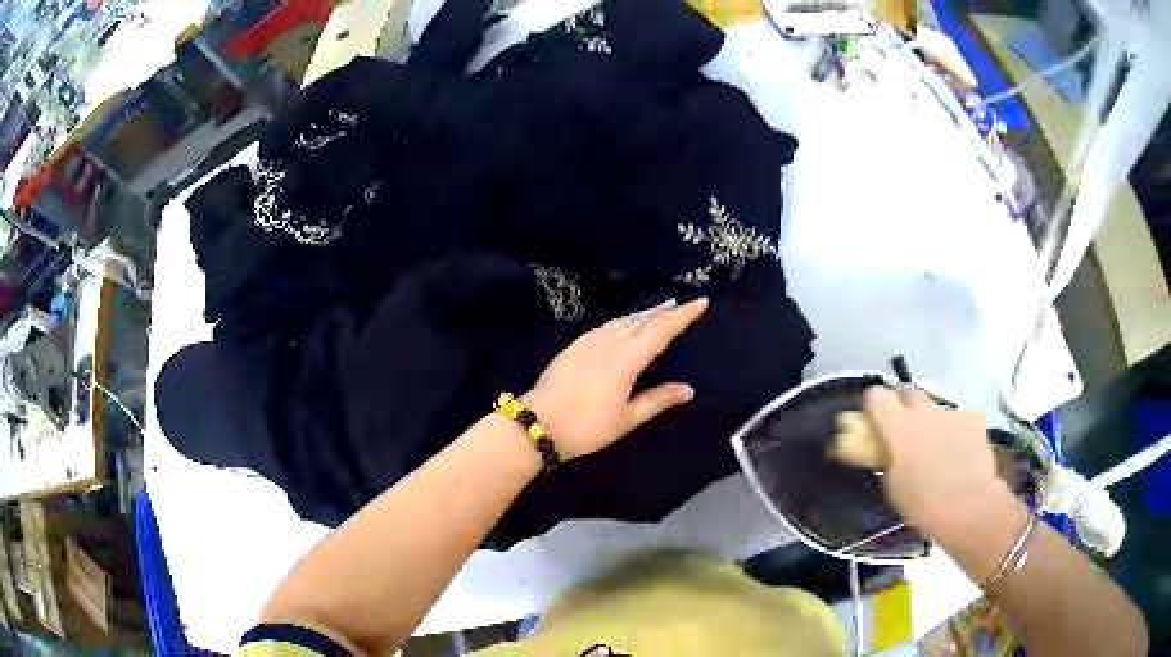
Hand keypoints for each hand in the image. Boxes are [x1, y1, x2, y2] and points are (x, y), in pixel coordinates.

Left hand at [525, 298, 707, 459]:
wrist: (538, 423)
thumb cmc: (587, 426)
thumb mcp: (627, 418)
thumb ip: (658, 400)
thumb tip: (688, 389)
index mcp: (627, 358)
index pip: (662, 329)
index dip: (683, 315)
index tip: (701, 301)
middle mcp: (610, 341)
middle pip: (642, 319)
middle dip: (664, 310)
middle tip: (681, 304)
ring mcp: (589, 341)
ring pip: (623, 320)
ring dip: (643, 314)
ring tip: (658, 310)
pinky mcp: (574, 346)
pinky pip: (607, 325)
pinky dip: (623, 321)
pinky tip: (623, 325)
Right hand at [863, 387, 1007, 540]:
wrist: (970, 506)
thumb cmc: (924, 504)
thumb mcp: (894, 487)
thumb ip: (889, 460)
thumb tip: (890, 452)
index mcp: (899, 427)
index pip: (877, 397)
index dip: (873, 404)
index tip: (871, 416)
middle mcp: (924, 412)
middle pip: (908, 394)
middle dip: (903, 406)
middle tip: (904, 430)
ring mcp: (952, 412)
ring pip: (935, 408)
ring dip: (931, 421)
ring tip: (935, 445)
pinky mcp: (974, 418)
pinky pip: (958, 418)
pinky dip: (954, 430)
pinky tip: (959, 451)